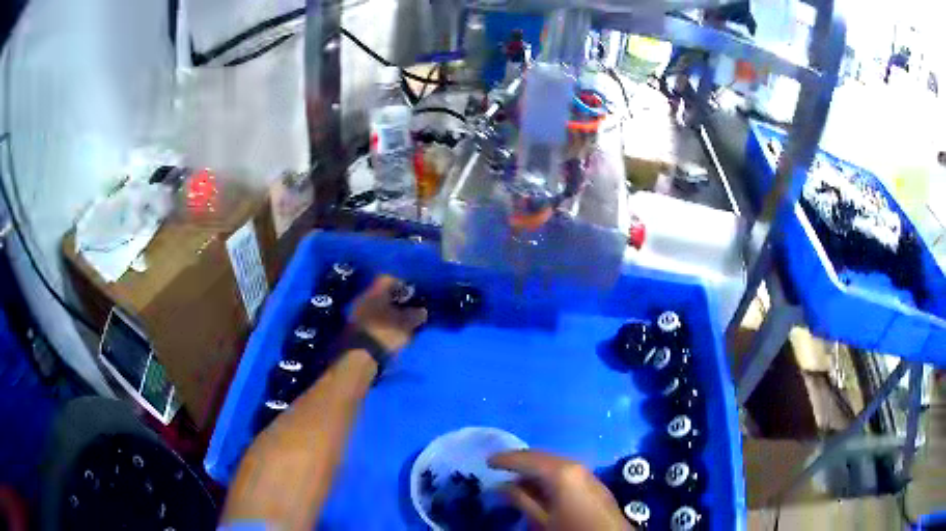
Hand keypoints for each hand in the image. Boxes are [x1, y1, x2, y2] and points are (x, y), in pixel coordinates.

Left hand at [350, 275, 427, 353]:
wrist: (359, 355)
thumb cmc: (385, 333)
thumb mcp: (406, 324)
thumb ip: (416, 315)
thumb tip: (422, 311)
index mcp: (375, 291)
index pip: (389, 278)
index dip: (402, 283)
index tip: (412, 292)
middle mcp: (364, 297)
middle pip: (382, 293)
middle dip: (395, 300)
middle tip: (408, 308)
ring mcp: (357, 313)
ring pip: (376, 307)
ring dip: (387, 312)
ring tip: (401, 322)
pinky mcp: (355, 328)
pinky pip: (372, 319)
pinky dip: (381, 323)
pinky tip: (389, 331)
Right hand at [490, 450, 630, 530]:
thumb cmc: (572, 530)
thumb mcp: (542, 519)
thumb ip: (521, 500)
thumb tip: (500, 486)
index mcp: (560, 472)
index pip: (527, 458)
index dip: (505, 459)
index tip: (487, 462)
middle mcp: (574, 465)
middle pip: (541, 456)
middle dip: (519, 461)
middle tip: (498, 467)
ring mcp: (586, 472)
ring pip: (554, 463)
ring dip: (534, 468)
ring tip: (515, 478)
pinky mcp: (592, 482)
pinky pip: (564, 471)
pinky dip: (548, 475)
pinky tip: (539, 487)